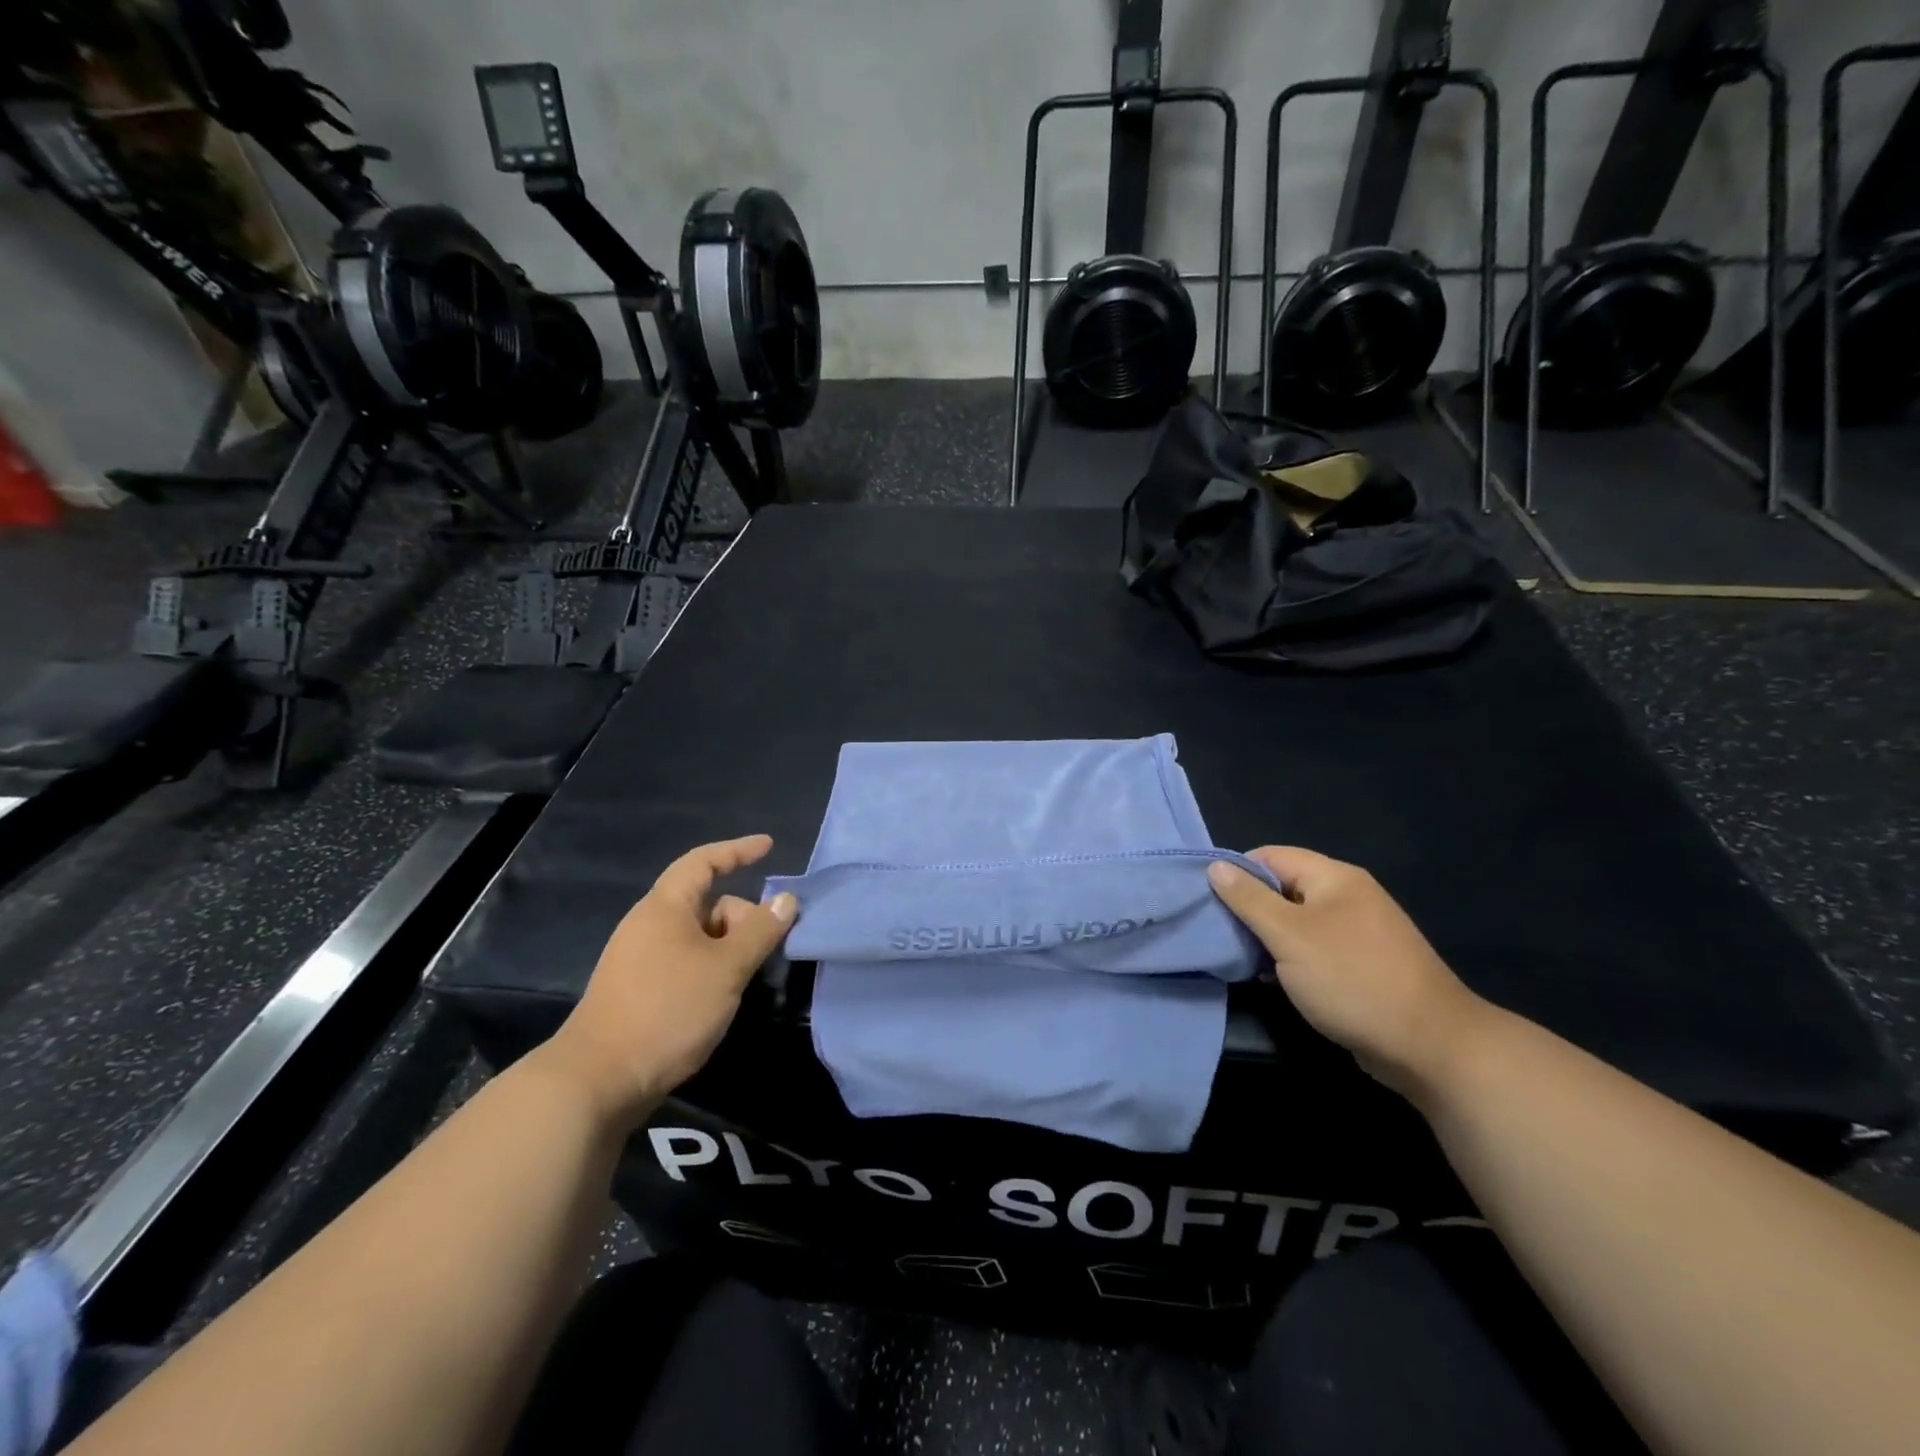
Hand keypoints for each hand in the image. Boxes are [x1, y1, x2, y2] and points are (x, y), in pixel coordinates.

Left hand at [545, 835, 796, 1128]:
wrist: (598, 1081)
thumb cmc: (667, 1010)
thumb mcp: (727, 968)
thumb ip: (760, 931)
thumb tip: (786, 899)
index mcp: (665, 907)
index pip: (703, 862)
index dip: (738, 851)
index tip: (769, 846)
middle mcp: (648, 925)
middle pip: (707, 903)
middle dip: (741, 918)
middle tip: (764, 950)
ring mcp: (639, 958)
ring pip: (698, 936)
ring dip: (728, 948)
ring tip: (745, 979)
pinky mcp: (637, 989)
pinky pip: (684, 960)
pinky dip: (710, 967)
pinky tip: (720, 997)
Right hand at [1208, 847, 1486, 1098]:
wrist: (1429, 1047)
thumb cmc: (1352, 980)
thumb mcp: (1289, 936)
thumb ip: (1249, 900)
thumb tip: (1216, 866)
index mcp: (1335, 878)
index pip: (1271, 856)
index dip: (1237, 872)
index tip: (1207, 900)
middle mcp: (1348, 897)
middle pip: (1283, 888)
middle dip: (1249, 908)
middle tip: (1217, 931)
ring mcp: (1357, 933)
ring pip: (1296, 922)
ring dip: (1266, 937)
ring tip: (1236, 956)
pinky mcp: (1360, 966)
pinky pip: (1313, 949)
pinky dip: (1288, 959)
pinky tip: (1268, 978)